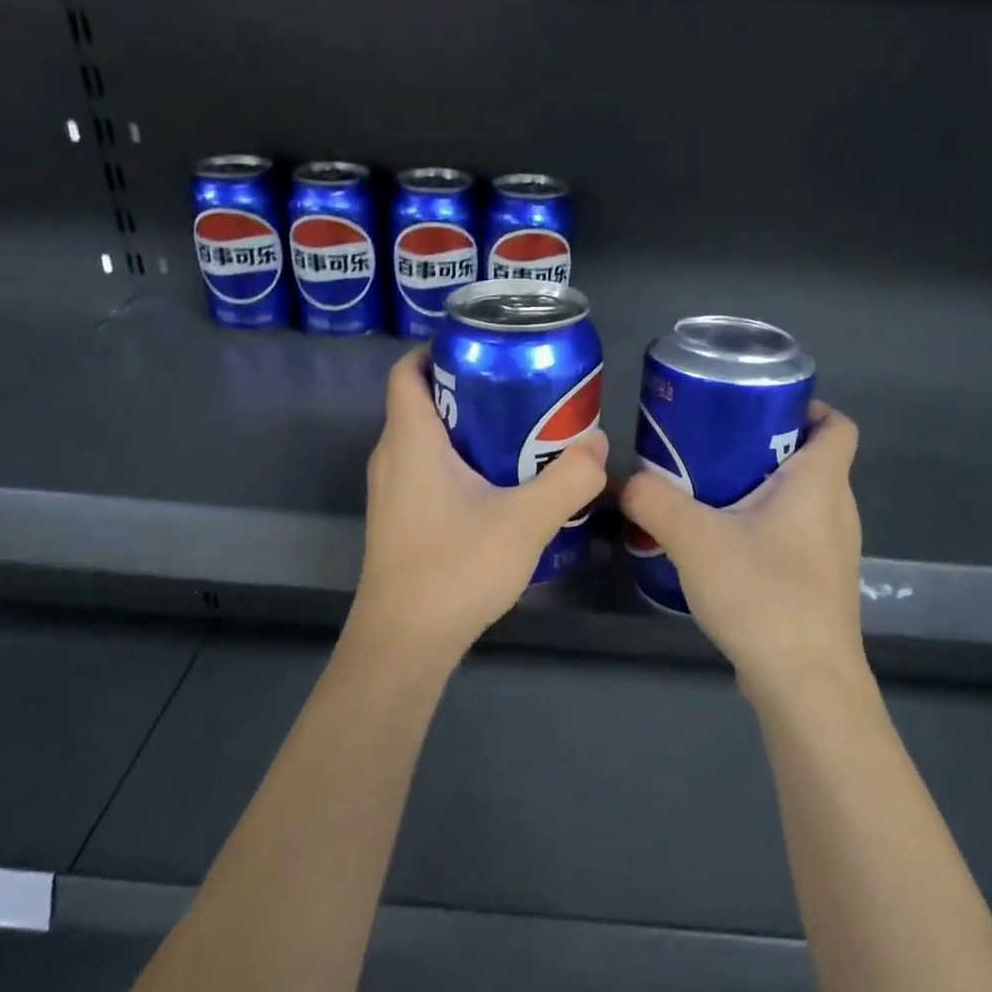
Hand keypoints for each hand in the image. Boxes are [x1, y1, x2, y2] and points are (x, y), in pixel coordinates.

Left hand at [351, 348, 608, 660]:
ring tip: (521, 433)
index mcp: (411, 441)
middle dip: (470, 389)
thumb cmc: (455, 569)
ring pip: (427, 441)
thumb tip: (599, 445)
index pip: (409, 371)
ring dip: (468, 431)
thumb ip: (569, 480)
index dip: (440, 349)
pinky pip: (427, 473)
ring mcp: (392, 494)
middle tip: (522, 390)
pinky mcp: (400, 522)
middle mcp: (392, 459)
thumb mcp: (526, 521)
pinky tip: (501, 487)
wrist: (404, 643)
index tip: (488, 348)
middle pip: (423, 402)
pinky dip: (460, 464)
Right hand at [620, 402, 863, 701]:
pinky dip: (762, 528)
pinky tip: (721, 548)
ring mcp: (832, 552)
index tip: (756, 409)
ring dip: (760, 490)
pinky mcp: (818, 584)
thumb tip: (625, 481)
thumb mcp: (694, 540)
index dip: (808, 406)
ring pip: (800, 502)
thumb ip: (653, 501)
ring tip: (707, 494)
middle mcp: (837, 511)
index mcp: (820, 484)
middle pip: (812, 460)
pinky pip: (793, 537)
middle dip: (764, 446)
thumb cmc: (763, 596)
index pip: (838, 425)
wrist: (805, 684)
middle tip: (712, 447)